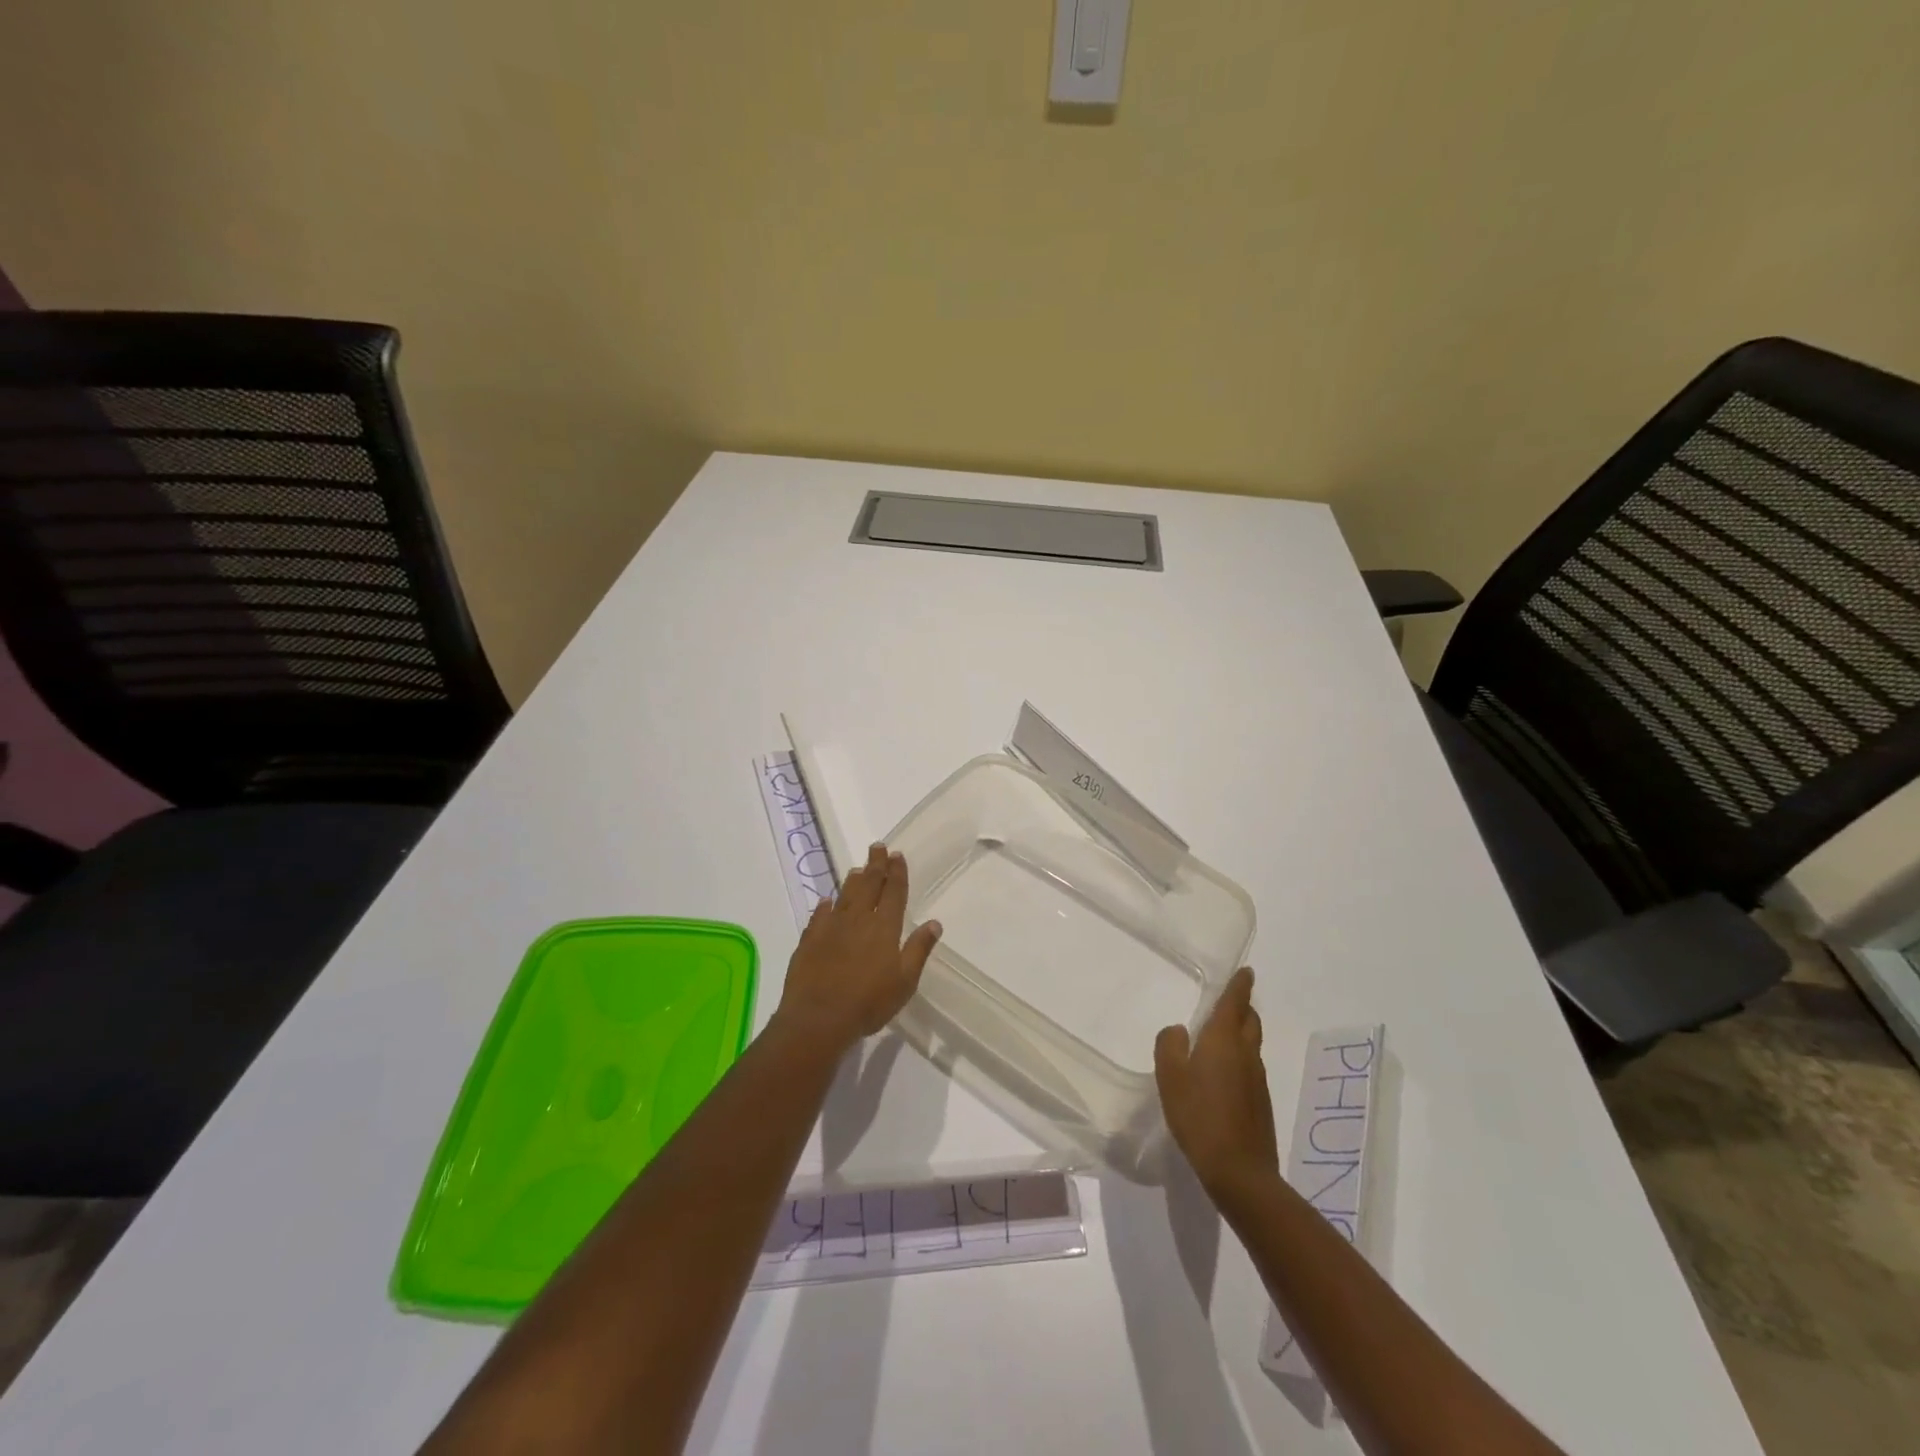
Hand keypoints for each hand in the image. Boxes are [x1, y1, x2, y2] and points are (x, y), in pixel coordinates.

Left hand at [774, 844, 942, 1051]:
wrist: (818, 1018)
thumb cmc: (869, 1002)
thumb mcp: (905, 981)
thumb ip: (918, 949)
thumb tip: (934, 923)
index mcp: (884, 927)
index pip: (893, 892)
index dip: (896, 873)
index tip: (897, 855)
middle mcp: (858, 919)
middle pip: (868, 885)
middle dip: (875, 865)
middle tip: (877, 848)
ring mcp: (831, 927)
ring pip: (844, 896)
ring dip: (852, 881)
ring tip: (857, 869)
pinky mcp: (809, 939)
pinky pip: (819, 915)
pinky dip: (825, 905)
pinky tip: (826, 901)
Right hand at [1155, 967, 1278, 1199]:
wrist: (1240, 1171)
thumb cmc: (1199, 1116)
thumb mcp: (1171, 1077)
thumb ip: (1169, 1045)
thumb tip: (1178, 1031)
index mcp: (1224, 1040)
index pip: (1235, 1002)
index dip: (1241, 985)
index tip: (1247, 971)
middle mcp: (1246, 1053)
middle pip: (1250, 1021)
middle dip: (1243, 1007)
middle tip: (1230, 1001)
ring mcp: (1257, 1080)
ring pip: (1251, 1044)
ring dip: (1241, 1033)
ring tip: (1220, 1036)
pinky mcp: (1261, 1103)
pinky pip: (1250, 1068)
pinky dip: (1239, 1059)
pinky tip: (1222, 1076)